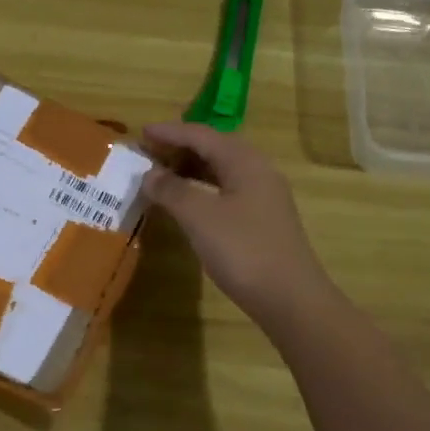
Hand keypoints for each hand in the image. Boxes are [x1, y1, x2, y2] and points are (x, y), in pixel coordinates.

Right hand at [141, 122, 337, 333]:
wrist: (289, 297)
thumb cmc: (242, 249)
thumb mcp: (199, 216)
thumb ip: (172, 190)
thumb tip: (150, 174)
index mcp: (244, 161)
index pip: (201, 135)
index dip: (169, 132)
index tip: (140, 133)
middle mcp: (257, 171)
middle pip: (213, 149)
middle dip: (179, 149)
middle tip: (148, 155)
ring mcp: (262, 197)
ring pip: (220, 171)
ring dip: (189, 170)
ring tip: (160, 177)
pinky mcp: (261, 220)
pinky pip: (225, 191)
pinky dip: (201, 190)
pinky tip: (185, 204)